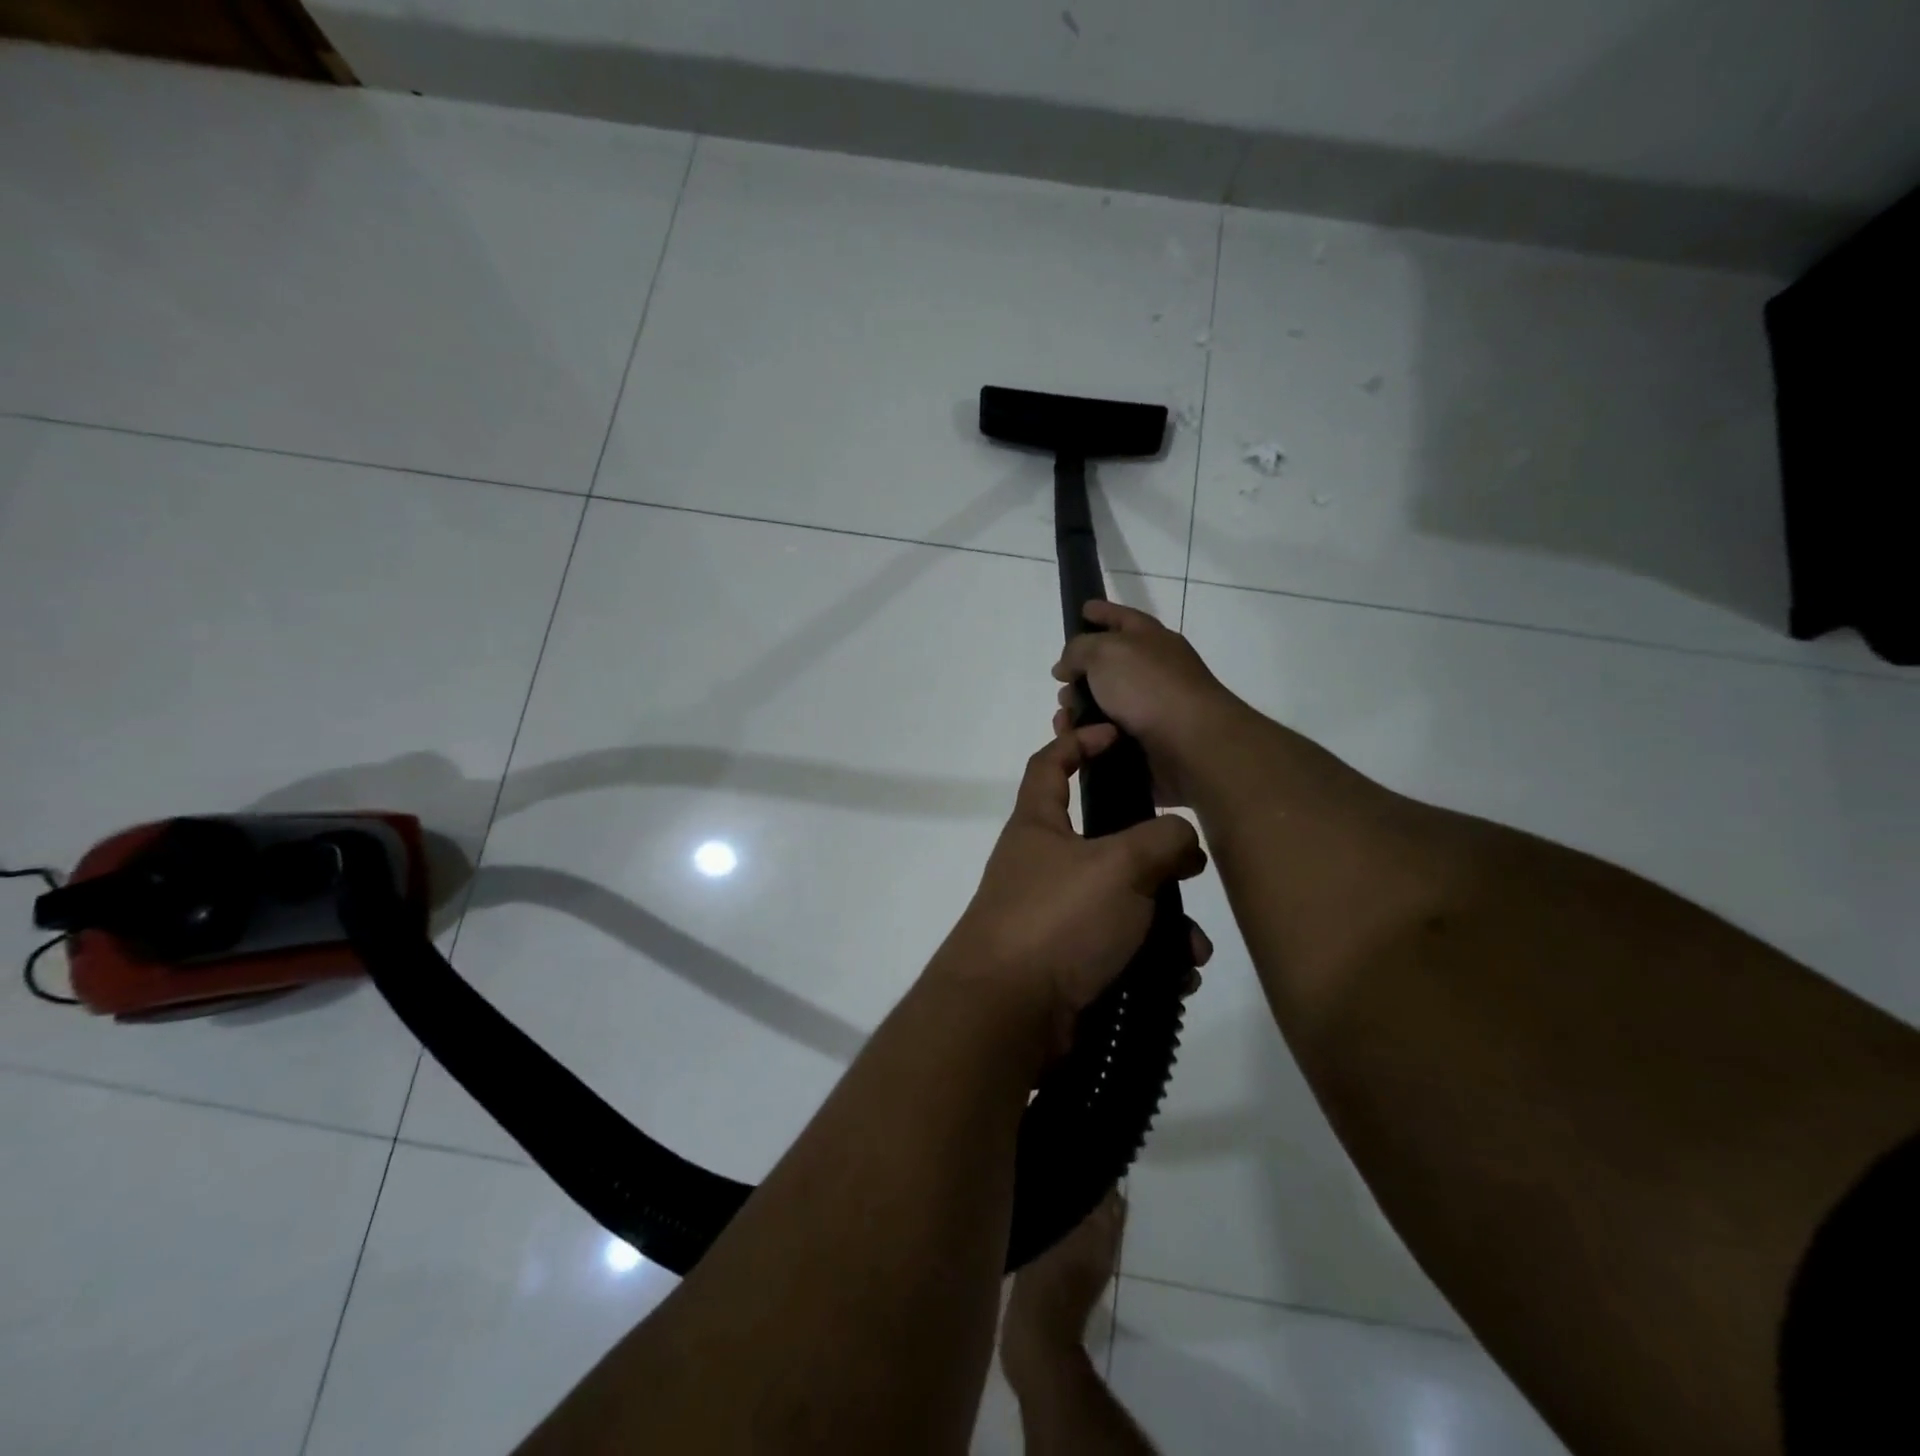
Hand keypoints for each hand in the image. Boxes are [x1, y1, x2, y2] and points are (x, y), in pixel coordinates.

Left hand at [934, 726, 1211, 1050]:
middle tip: (1190, 869)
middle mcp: (1042, 867)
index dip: (1078, 740)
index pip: (1049, 764)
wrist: (1008, 1016)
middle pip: (1105, 842)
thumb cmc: (1057, 920)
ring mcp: (1054, 918)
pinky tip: (1178, 978)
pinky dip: (1152, 959)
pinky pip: (1121, 949)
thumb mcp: (1119, 865)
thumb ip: (1162, 839)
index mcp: (1038, 827)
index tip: (1116, 734)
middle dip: (1154, 856)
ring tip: (1191, 948)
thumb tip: (1183, 840)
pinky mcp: (1068, 964)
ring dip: (1165, 922)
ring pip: (1123, 903)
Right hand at [1051, 601, 1248, 806]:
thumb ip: (1078, 649)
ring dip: (1079, 710)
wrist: (1190, 744)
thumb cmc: (1148, 687)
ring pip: (1103, 704)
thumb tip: (1067, 666)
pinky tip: (1076, 740)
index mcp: (1150, 639)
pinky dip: (1089, 737)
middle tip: (1061, 684)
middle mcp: (1153, 670)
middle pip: (1108, 665)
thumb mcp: (1105, 652)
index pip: (1121, 617)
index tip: (1082, 609)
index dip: (1101, 611)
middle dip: (1079, 673)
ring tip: (1065, 720)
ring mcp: (1151, 708)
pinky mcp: (1146, 742)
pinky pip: (1107, 736)